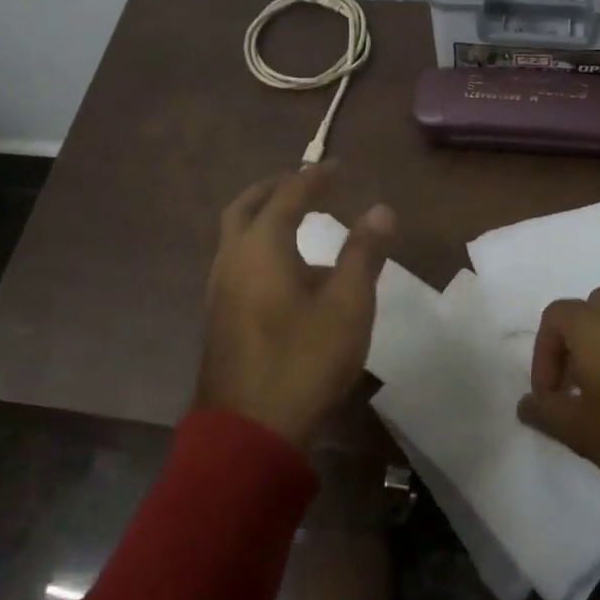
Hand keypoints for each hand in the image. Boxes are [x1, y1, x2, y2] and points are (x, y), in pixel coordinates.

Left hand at [196, 163, 394, 448]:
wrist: (249, 431)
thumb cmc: (303, 360)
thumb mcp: (347, 305)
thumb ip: (363, 253)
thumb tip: (381, 210)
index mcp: (261, 247)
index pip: (288, 195)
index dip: (315, 177)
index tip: (338, 167)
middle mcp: (232, 259)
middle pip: (246, 206)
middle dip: (274, 188)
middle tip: (305, 182)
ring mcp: (218, 289)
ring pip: (234, 235)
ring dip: (261, 216)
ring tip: (295, 219)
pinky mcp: (218, 315)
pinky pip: (235, 260)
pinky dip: (256, 244)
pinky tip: (282, 269)